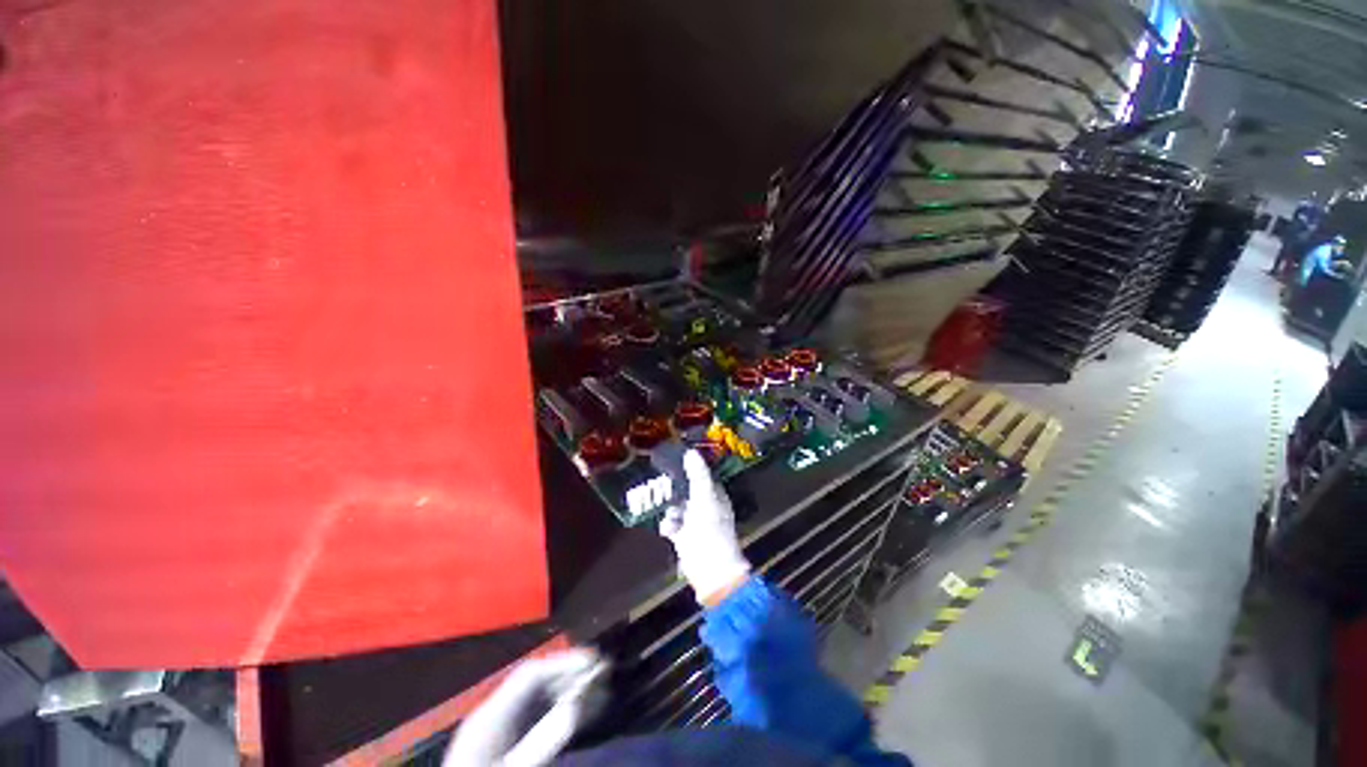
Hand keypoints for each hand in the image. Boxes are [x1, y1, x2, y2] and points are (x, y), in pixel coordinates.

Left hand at [444, 649, 608, 766]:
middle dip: (571, 675)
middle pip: (536, 683)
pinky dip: (561, 712)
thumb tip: (577, 707)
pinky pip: (537, 719)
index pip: (530, 674)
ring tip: (600, 691)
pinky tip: (581, 714)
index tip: (594, 661)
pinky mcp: (505, 746)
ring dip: (570, 692)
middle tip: (603, 672)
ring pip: (539, 699)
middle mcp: (494, 715)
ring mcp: (498, 731)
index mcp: (488, 716)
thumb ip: (542, 742)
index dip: (563, 662)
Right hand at [659, 450, 751, 604]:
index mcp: (715, 495)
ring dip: (671, 508)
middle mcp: (706, 506)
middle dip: (676, 487)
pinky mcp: (683, 536)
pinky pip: (672, 523)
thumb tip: (690, 451)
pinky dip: (668, 524)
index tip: (676, 457)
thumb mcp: (704, 496)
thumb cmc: (710, 528)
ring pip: (678, 506)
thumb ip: (697, 474)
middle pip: (688, 490)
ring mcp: (694, 522)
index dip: (691, 467)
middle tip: (661, 479)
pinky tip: (668, 529)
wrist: (710, 567)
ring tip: (667, 510)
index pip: (703, 476)